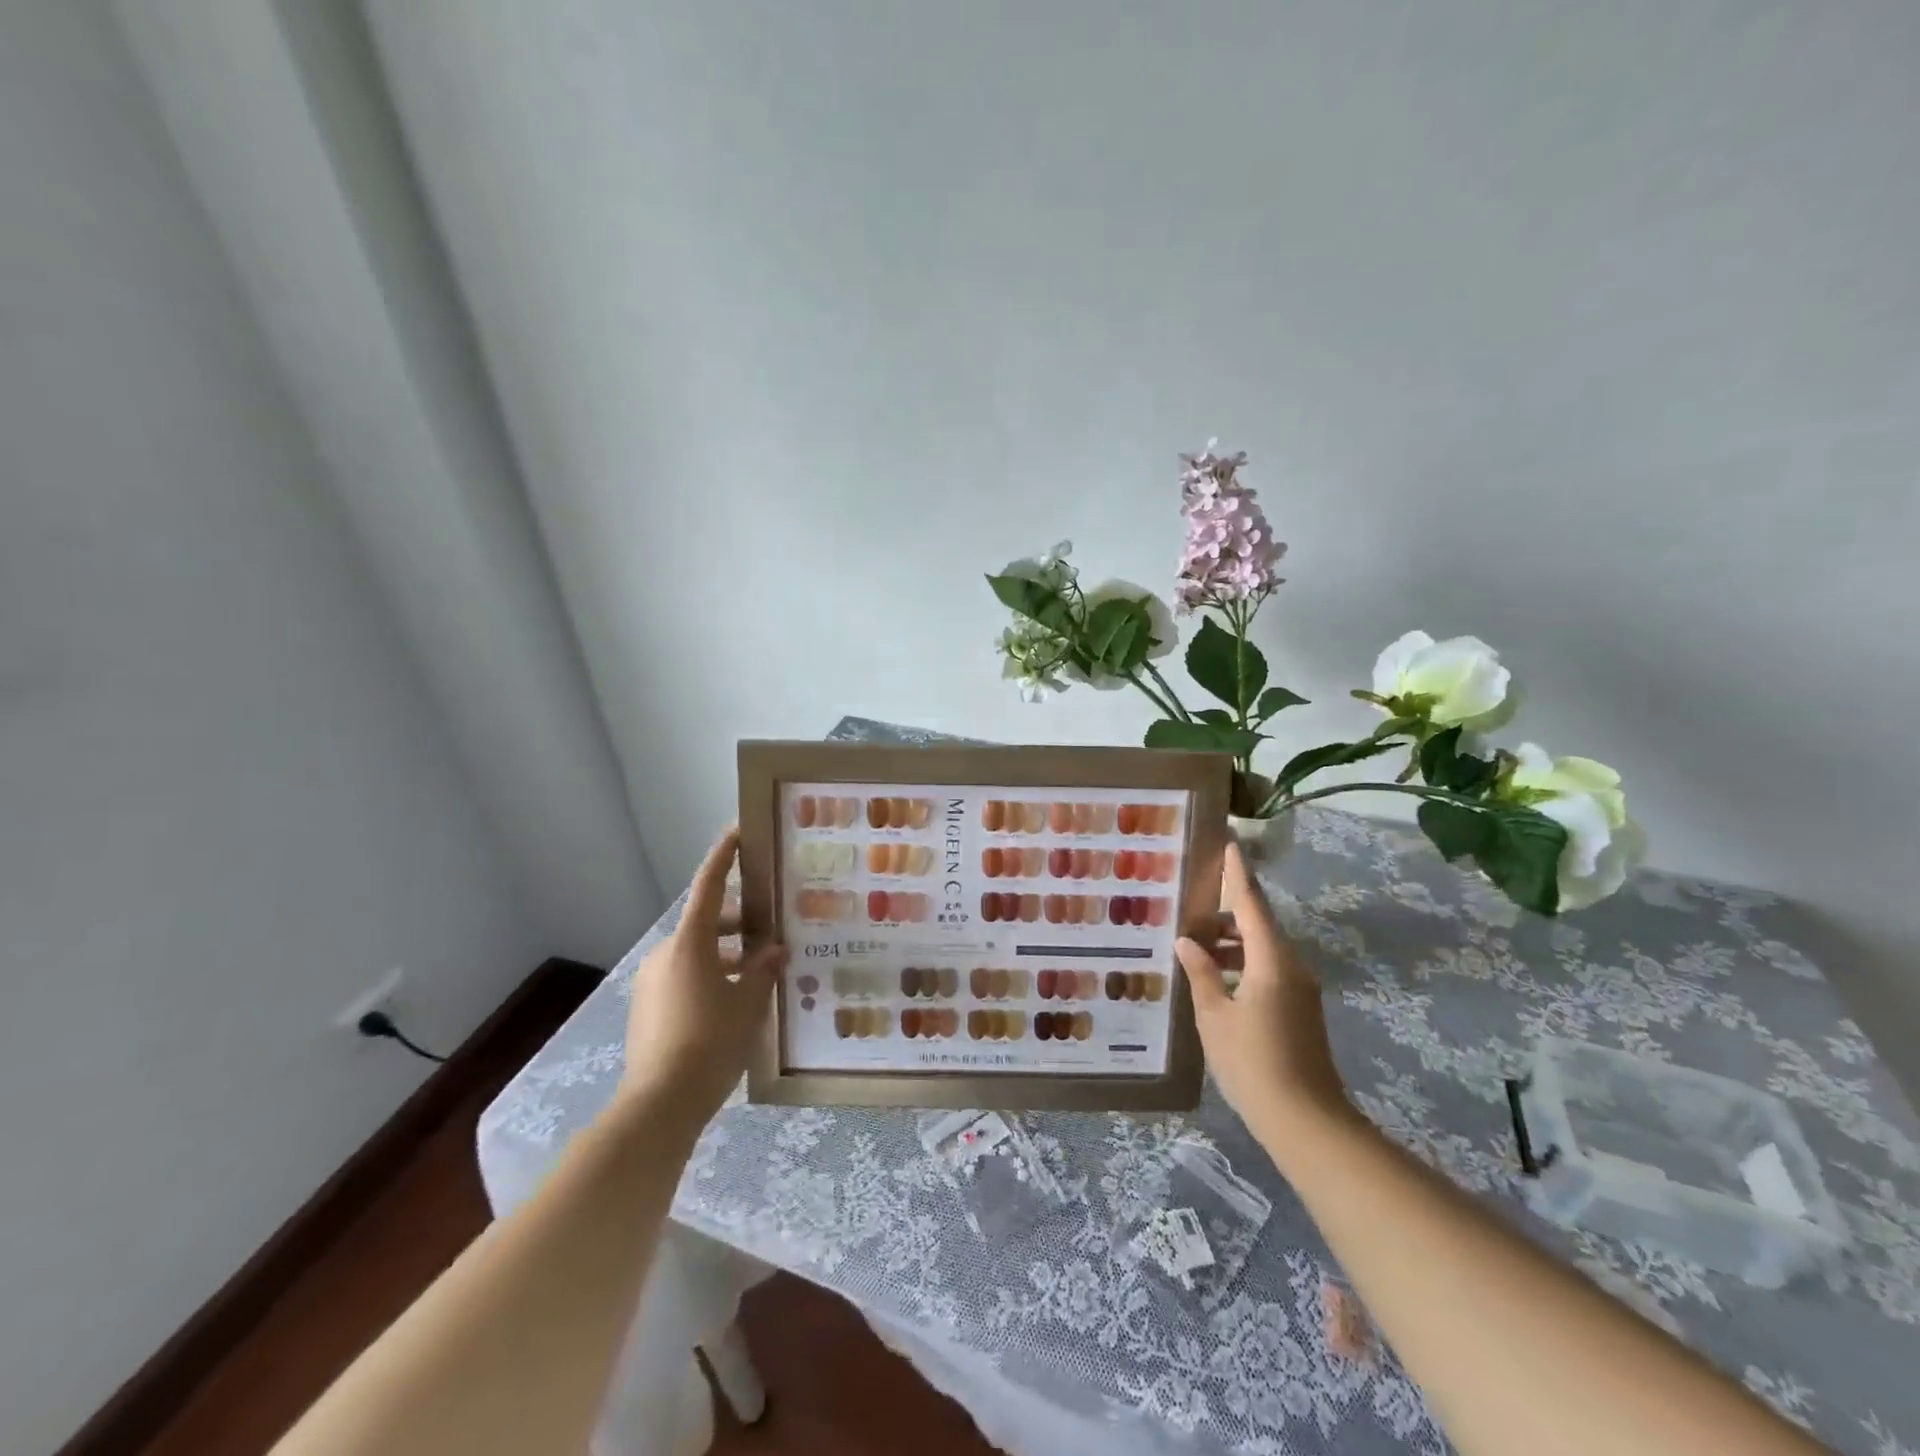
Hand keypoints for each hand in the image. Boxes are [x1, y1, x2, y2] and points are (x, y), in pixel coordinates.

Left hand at [621, 828, 785, 1126]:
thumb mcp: (749, 1004)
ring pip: (697, 954)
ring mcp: (653, 982)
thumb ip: (763, 971)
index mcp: (690, 943)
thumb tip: (774, 950)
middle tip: (772, 932)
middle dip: (739, 924)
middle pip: (706, 924)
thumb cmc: (710, 1043)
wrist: (659, 1105)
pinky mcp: (648, 1008)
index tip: (738, 831)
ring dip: (727, 955)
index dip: (724, 857)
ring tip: (761, 975)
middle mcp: (666, 954)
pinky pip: (685, 977)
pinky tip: (735, 1002)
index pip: (709, 887)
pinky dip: (711, 976)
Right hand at [1176, 842, 1349, 1146]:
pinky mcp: (1299, 1008)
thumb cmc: (1253, 1064)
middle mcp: (1291, 966)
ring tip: (1194, 943)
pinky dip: (1242, 962)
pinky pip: (1268, 968)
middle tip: (1190, 904)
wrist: (1306, 1122)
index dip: (1239, 873)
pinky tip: (1215, 976)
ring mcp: (1299, 988)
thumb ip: (1202, 974)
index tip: (1229, 843)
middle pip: (1258, 924)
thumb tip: (1188, 942)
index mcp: (1271, 961)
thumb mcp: (1215, 1017)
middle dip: (1227, 911)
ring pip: (1262, 948)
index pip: (1252, 904)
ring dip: (1232, 941)